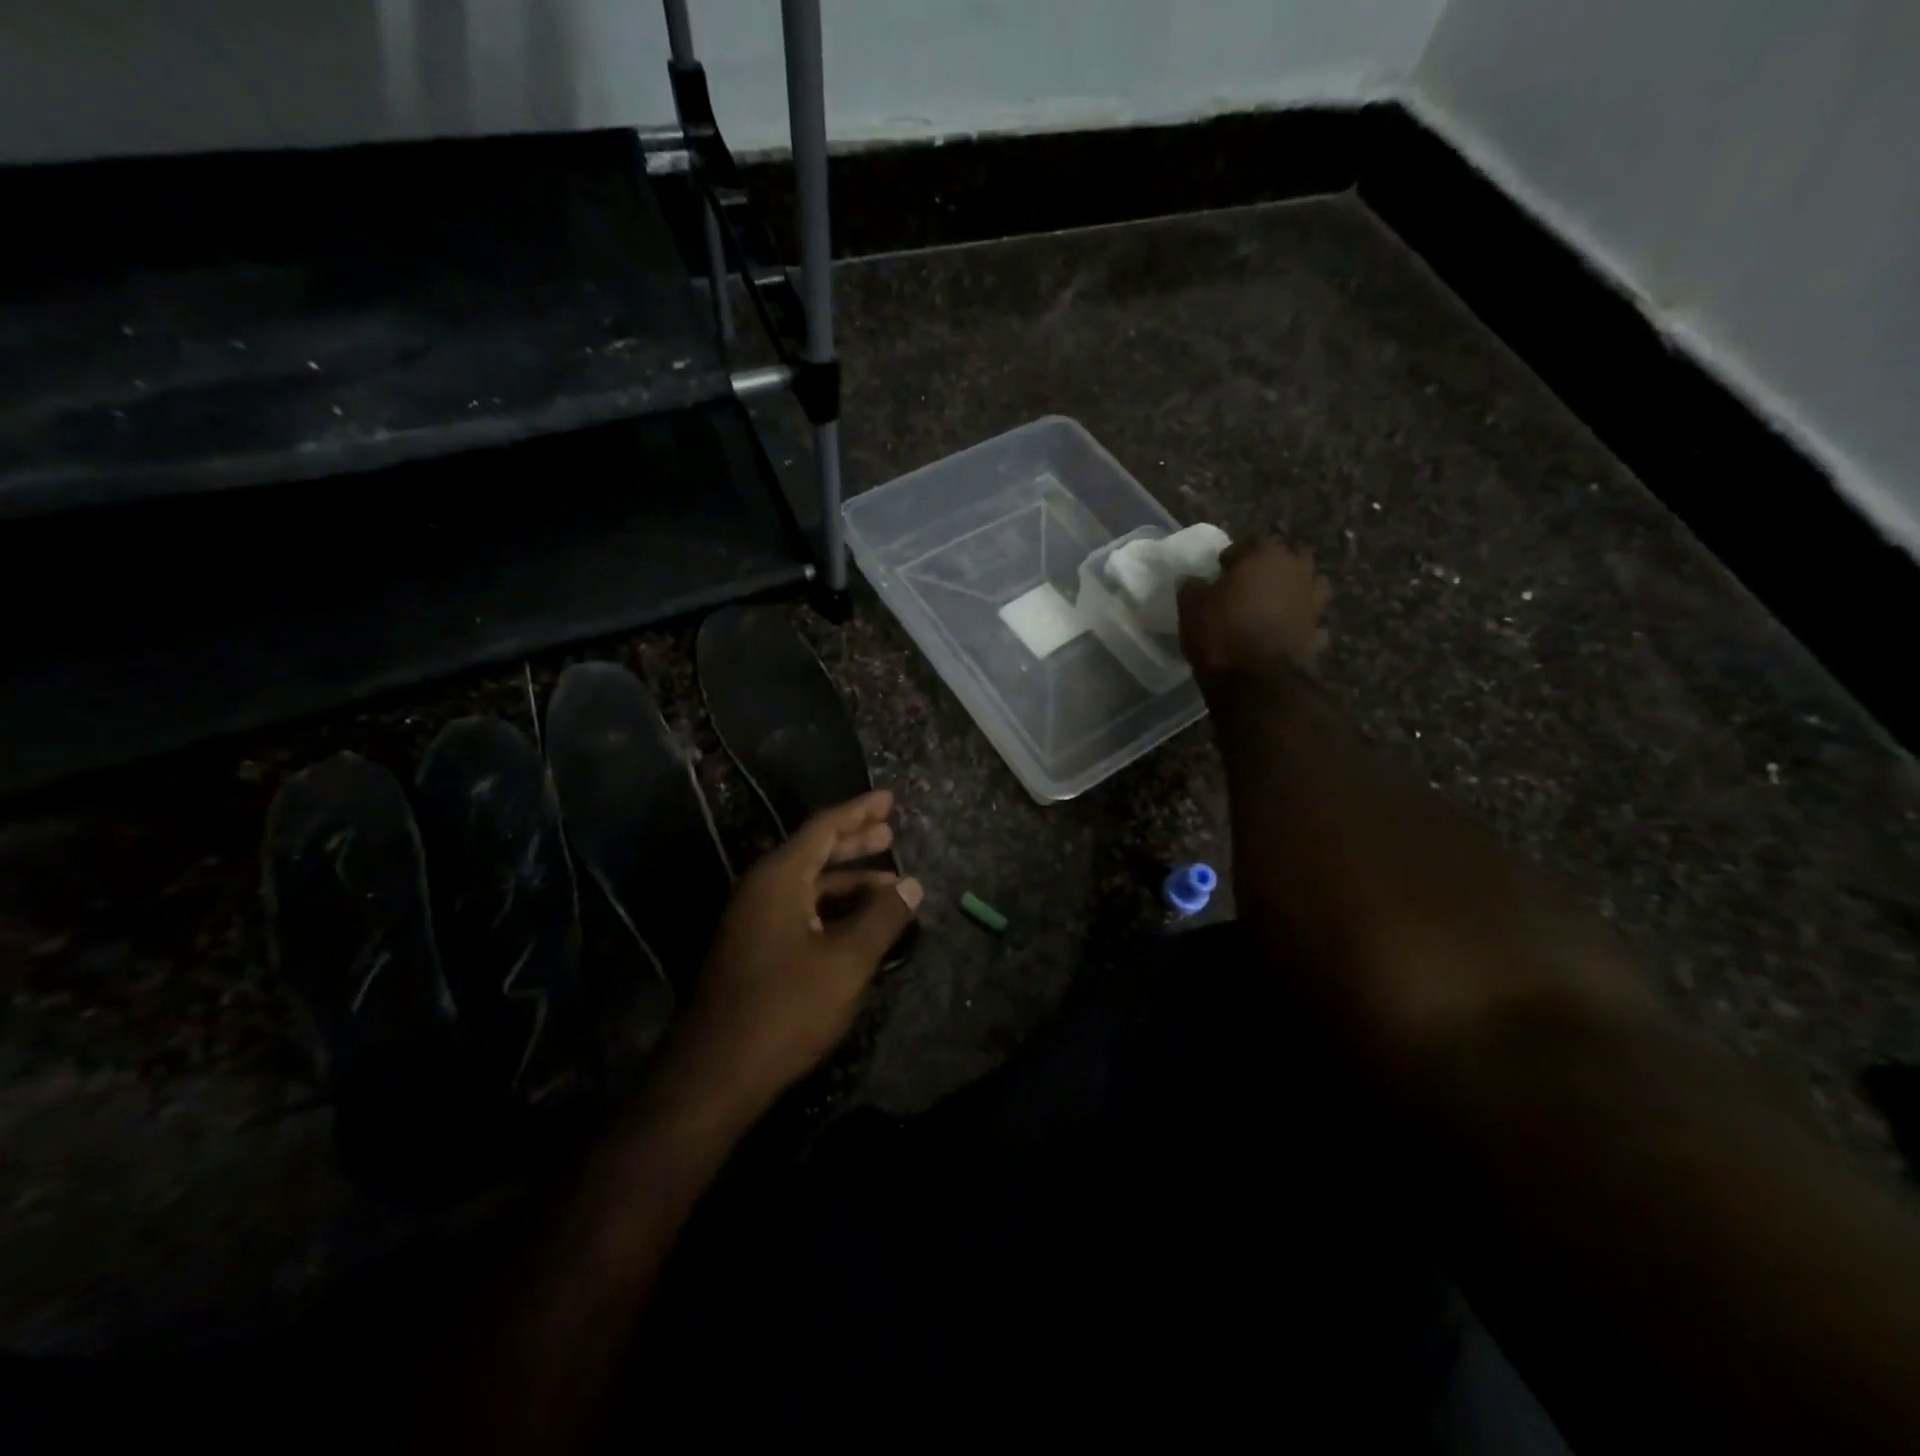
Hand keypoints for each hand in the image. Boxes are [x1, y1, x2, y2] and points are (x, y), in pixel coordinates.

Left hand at [659, 790, 921, 1119]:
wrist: (714, 1073)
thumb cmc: (786, 1008)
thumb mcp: (847, 961)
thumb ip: (882, 918)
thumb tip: (912, 884)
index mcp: (780, 877)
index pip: (824, 828)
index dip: (859, 811)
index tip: (890, 799)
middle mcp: (761, 889)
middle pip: (814, 851)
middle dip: (854, 841)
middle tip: (890, 833)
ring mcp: (752, 920)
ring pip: (807, 885)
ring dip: (846, 880)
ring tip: (888, 882)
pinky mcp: (752, 949)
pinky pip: (798, 910)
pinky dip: (831, 907)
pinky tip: (857, 923)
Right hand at [1178, 536, 1330, 688]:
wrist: (1256, 679)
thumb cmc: (1221, 632)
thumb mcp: (1191, 606)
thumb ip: (1194, 586)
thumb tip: (1196, 581)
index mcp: (1266, 556)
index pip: (1252, 541)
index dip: (1235, 554)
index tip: (1221, 569)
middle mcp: (1297, 572)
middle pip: (1290, 558)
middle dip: (1272, 567)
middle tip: (1250, 584)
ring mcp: (1313, 603)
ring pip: (1310, 585)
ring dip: (1295, 590)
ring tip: (1273, 605)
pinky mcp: (1318, 633)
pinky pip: (1310, 621)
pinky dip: (1301, 624)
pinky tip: (1286, 633)